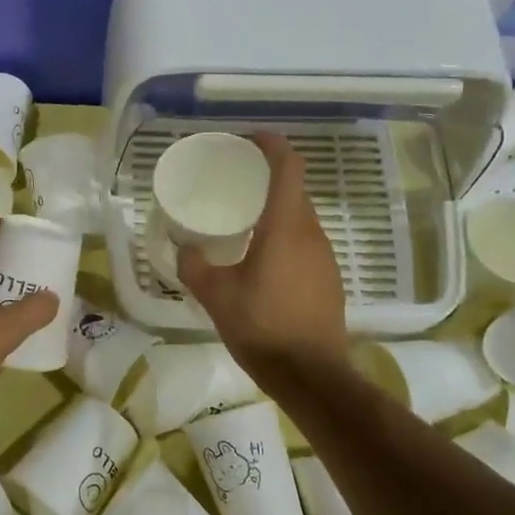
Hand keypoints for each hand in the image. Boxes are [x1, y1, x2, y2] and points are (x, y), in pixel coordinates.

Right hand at [178, 133, 347, 377]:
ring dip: (277, 212)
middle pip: (294, 191)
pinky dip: (286, 238)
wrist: (310, 374)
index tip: (250, 140)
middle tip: (235, 184)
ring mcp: (325, 257)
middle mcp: (312, 234)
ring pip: (301, 219)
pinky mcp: (329, 279)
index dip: (272, 145)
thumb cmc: (261, 327)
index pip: (288, 167)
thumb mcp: (215, 295)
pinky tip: (263, 262)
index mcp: (285, 227)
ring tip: (245, 223)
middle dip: (268, 180)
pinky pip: (306, 244)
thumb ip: (194, 266)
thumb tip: (185, 249)